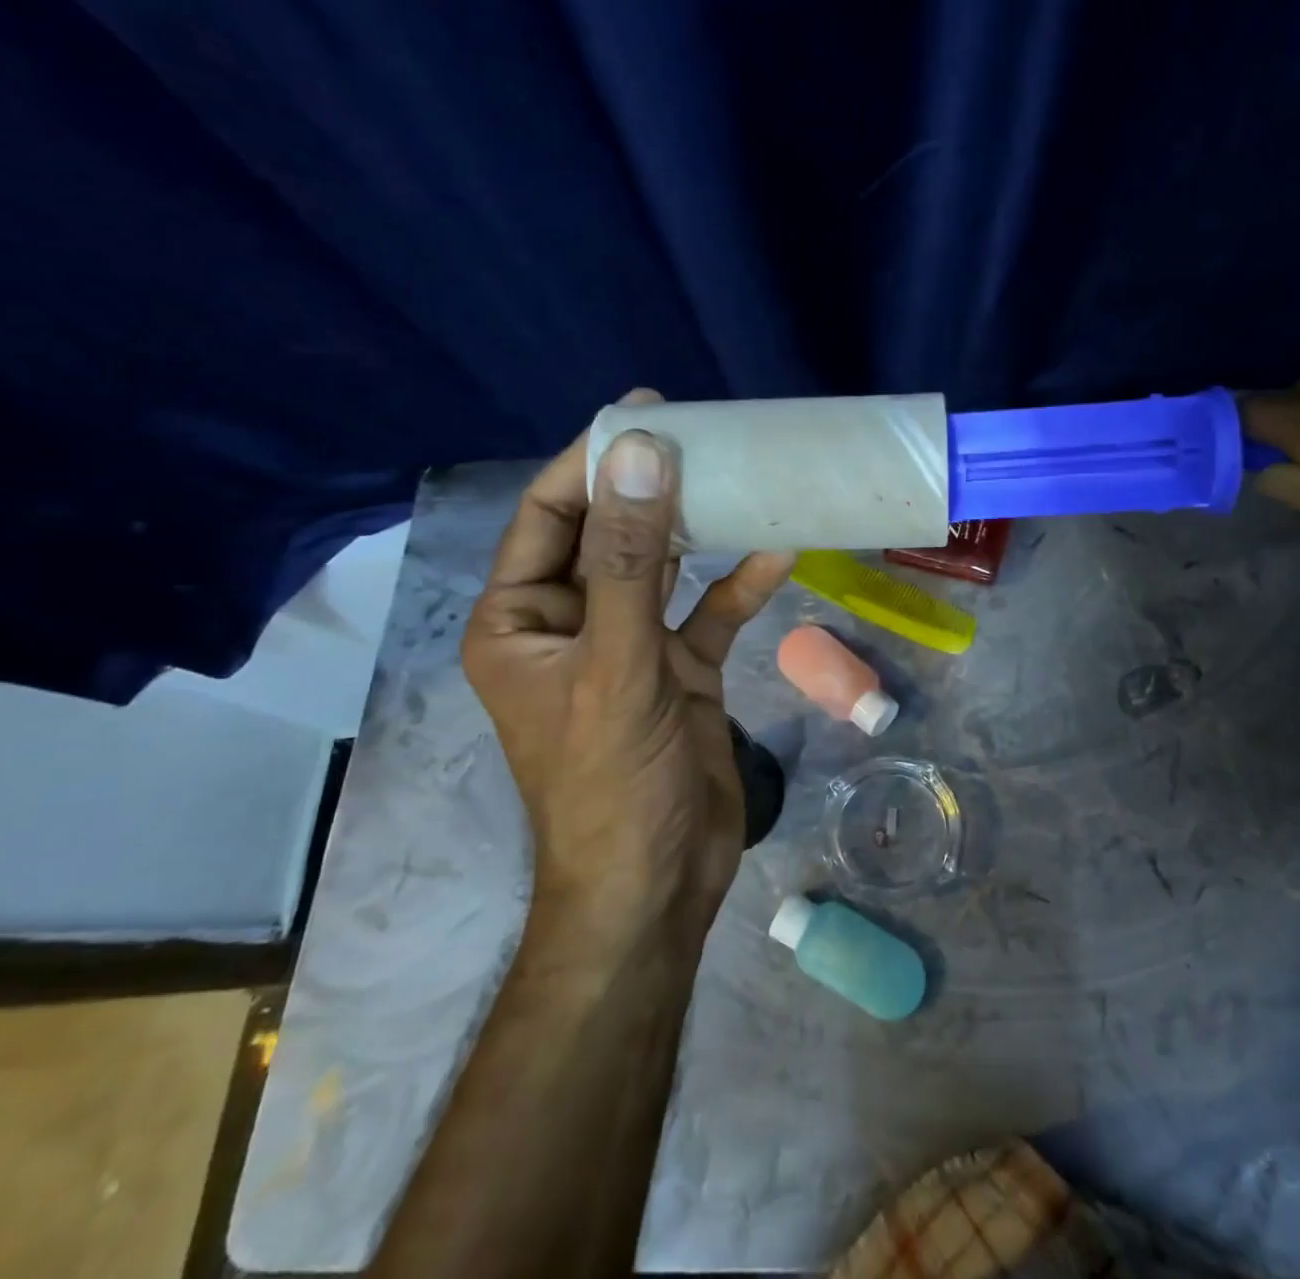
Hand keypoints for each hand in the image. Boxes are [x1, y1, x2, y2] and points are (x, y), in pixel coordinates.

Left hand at [461, 391, 794, 944]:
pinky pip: (708, 613)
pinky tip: (778, 550)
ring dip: (698, 528)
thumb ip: (629, 559)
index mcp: (521, 621)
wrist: (657, 886)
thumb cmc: (612, 782)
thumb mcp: (616, 664)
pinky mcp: (680, 670)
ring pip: (663, 569)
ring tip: (740, 473)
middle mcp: (571, 624)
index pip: (547, 517)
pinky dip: (739, 584)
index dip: (589, 463)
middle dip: (650, 486)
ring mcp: (629, 647)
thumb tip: (639, 455)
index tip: (642, 413)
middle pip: (610, 535)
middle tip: (701, 431)